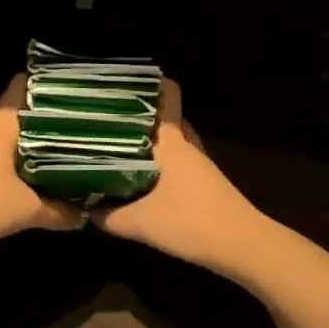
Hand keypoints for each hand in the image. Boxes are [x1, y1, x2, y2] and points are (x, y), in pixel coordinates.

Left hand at [0, 76, 80, 259]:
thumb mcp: (27, 209)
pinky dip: (35, 161)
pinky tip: (55, 172)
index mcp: (4, 125)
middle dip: (55, 114)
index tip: (76, 82)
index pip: (23, 86)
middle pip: (28, 112)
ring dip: (46, 139)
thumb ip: (60, 210)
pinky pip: (16, 158)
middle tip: (91, 115)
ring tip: (81, 140)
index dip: (47, 80)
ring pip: (23, 136)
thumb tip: (87, 213)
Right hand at [94, 78, 270, 272]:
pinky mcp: (206, 183)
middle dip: (141, 113)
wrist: (243, 247)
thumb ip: (108, 216)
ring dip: (151, 139)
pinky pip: (178, 160)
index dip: (150, 82)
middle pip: (166, 117)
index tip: (122, 80)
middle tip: (109, 115)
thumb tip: (84, 210)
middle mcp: (186, 145)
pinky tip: (142, 176)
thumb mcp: (141, 223)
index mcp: (171, 141)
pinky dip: (161, 161)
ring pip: (172, 140)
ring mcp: (199, 164)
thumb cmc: (191, 222)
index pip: (167, 96)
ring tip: (120, 142)